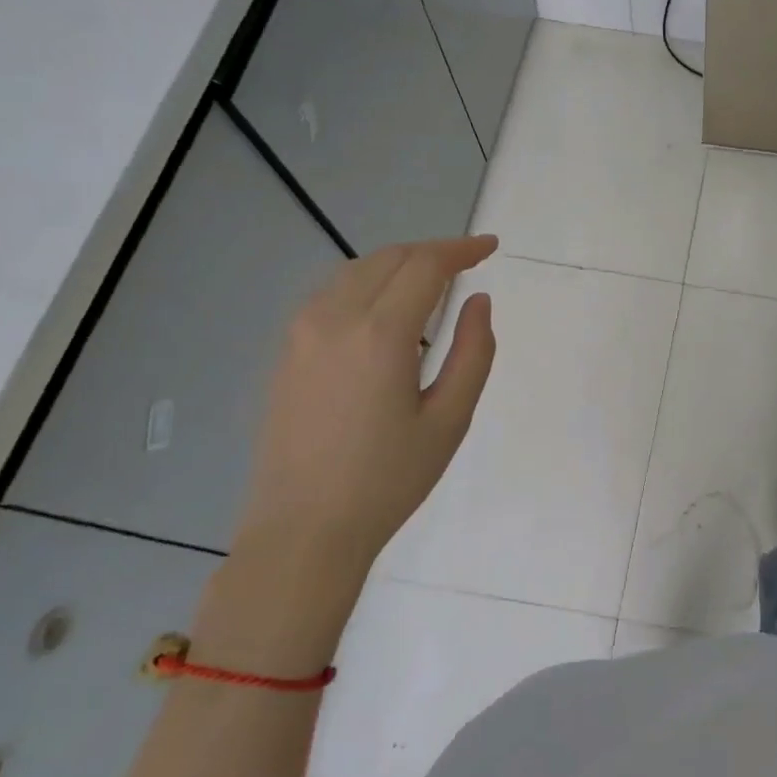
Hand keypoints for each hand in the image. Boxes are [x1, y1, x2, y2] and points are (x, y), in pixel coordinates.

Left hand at [233, 235, 498, 580]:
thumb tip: (479, 301)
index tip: (490, 247)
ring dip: (398, 265)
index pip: (424, 265)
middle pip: (388, 258)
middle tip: (467, 265)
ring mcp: (301, 333)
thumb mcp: (450, 418)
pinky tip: (388, 312)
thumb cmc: (388, 479)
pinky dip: (368, 284)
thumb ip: (473, 352)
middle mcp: (333, 318)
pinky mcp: (286, 351)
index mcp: (379, 333)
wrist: (304, 529)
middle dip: (431, 252)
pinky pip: (332, 294)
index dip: (461, 250)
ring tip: (432, 284)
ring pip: (356, 271)